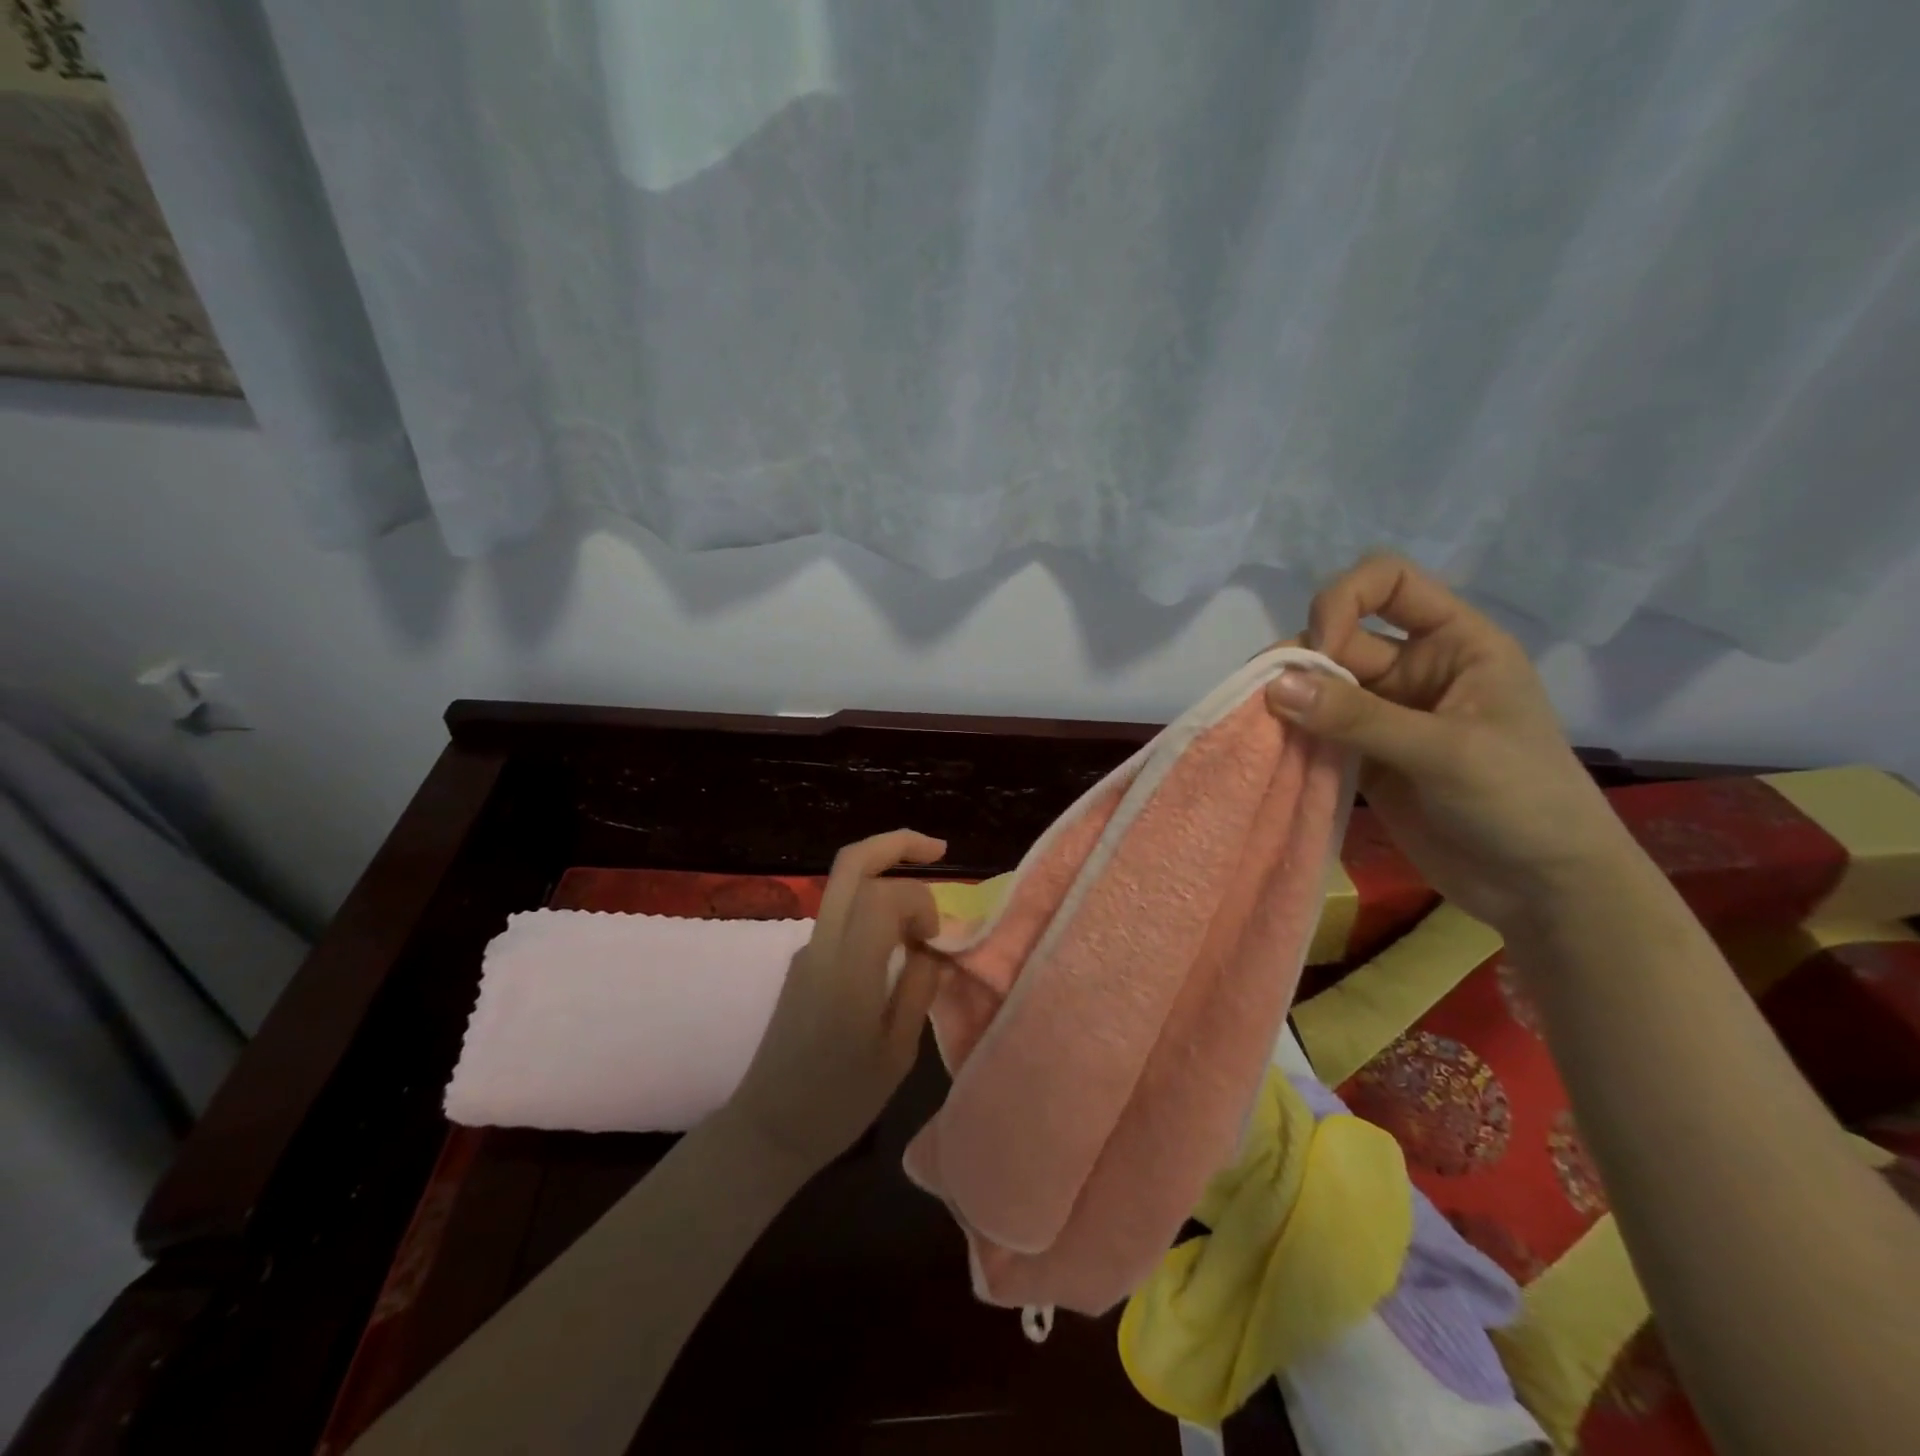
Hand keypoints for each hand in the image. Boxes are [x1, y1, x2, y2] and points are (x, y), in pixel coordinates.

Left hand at [724, 830, 945, 1173]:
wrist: (769, 1129)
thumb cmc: (839, 1102)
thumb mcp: (897, 1053)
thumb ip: (918, 989)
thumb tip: (931, 948)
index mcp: (848, 971)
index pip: (885, 896)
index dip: (922, 901)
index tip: (938, 940)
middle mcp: (822, 946)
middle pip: (851, 864)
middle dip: (897, 843)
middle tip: (939, 850)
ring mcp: (807, 950)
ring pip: (844, 885)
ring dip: (887, 878)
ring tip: (926, 911)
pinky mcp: (803, 963)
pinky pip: (842, 917)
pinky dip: (875, 910)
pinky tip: (899, 943)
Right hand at [1264, 554, 1633, 933]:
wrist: (1541, 889)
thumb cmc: (1523, 803)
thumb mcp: (1447, 752)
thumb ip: (1359, 718)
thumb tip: (1273, 685)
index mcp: (1455, 642)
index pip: (1388, 582)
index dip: (1345, 600)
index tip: (1322, 649)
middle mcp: (1414, 667)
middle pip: (1338, 635)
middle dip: (1301, 659)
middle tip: (1271, 700)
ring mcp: (1384, 714)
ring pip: (1317, 684)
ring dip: (1286, 699)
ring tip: (1259, 726)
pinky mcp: (1362, 756)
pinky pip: (1314, 730)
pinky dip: (1288, 735)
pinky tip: (1268, 750)